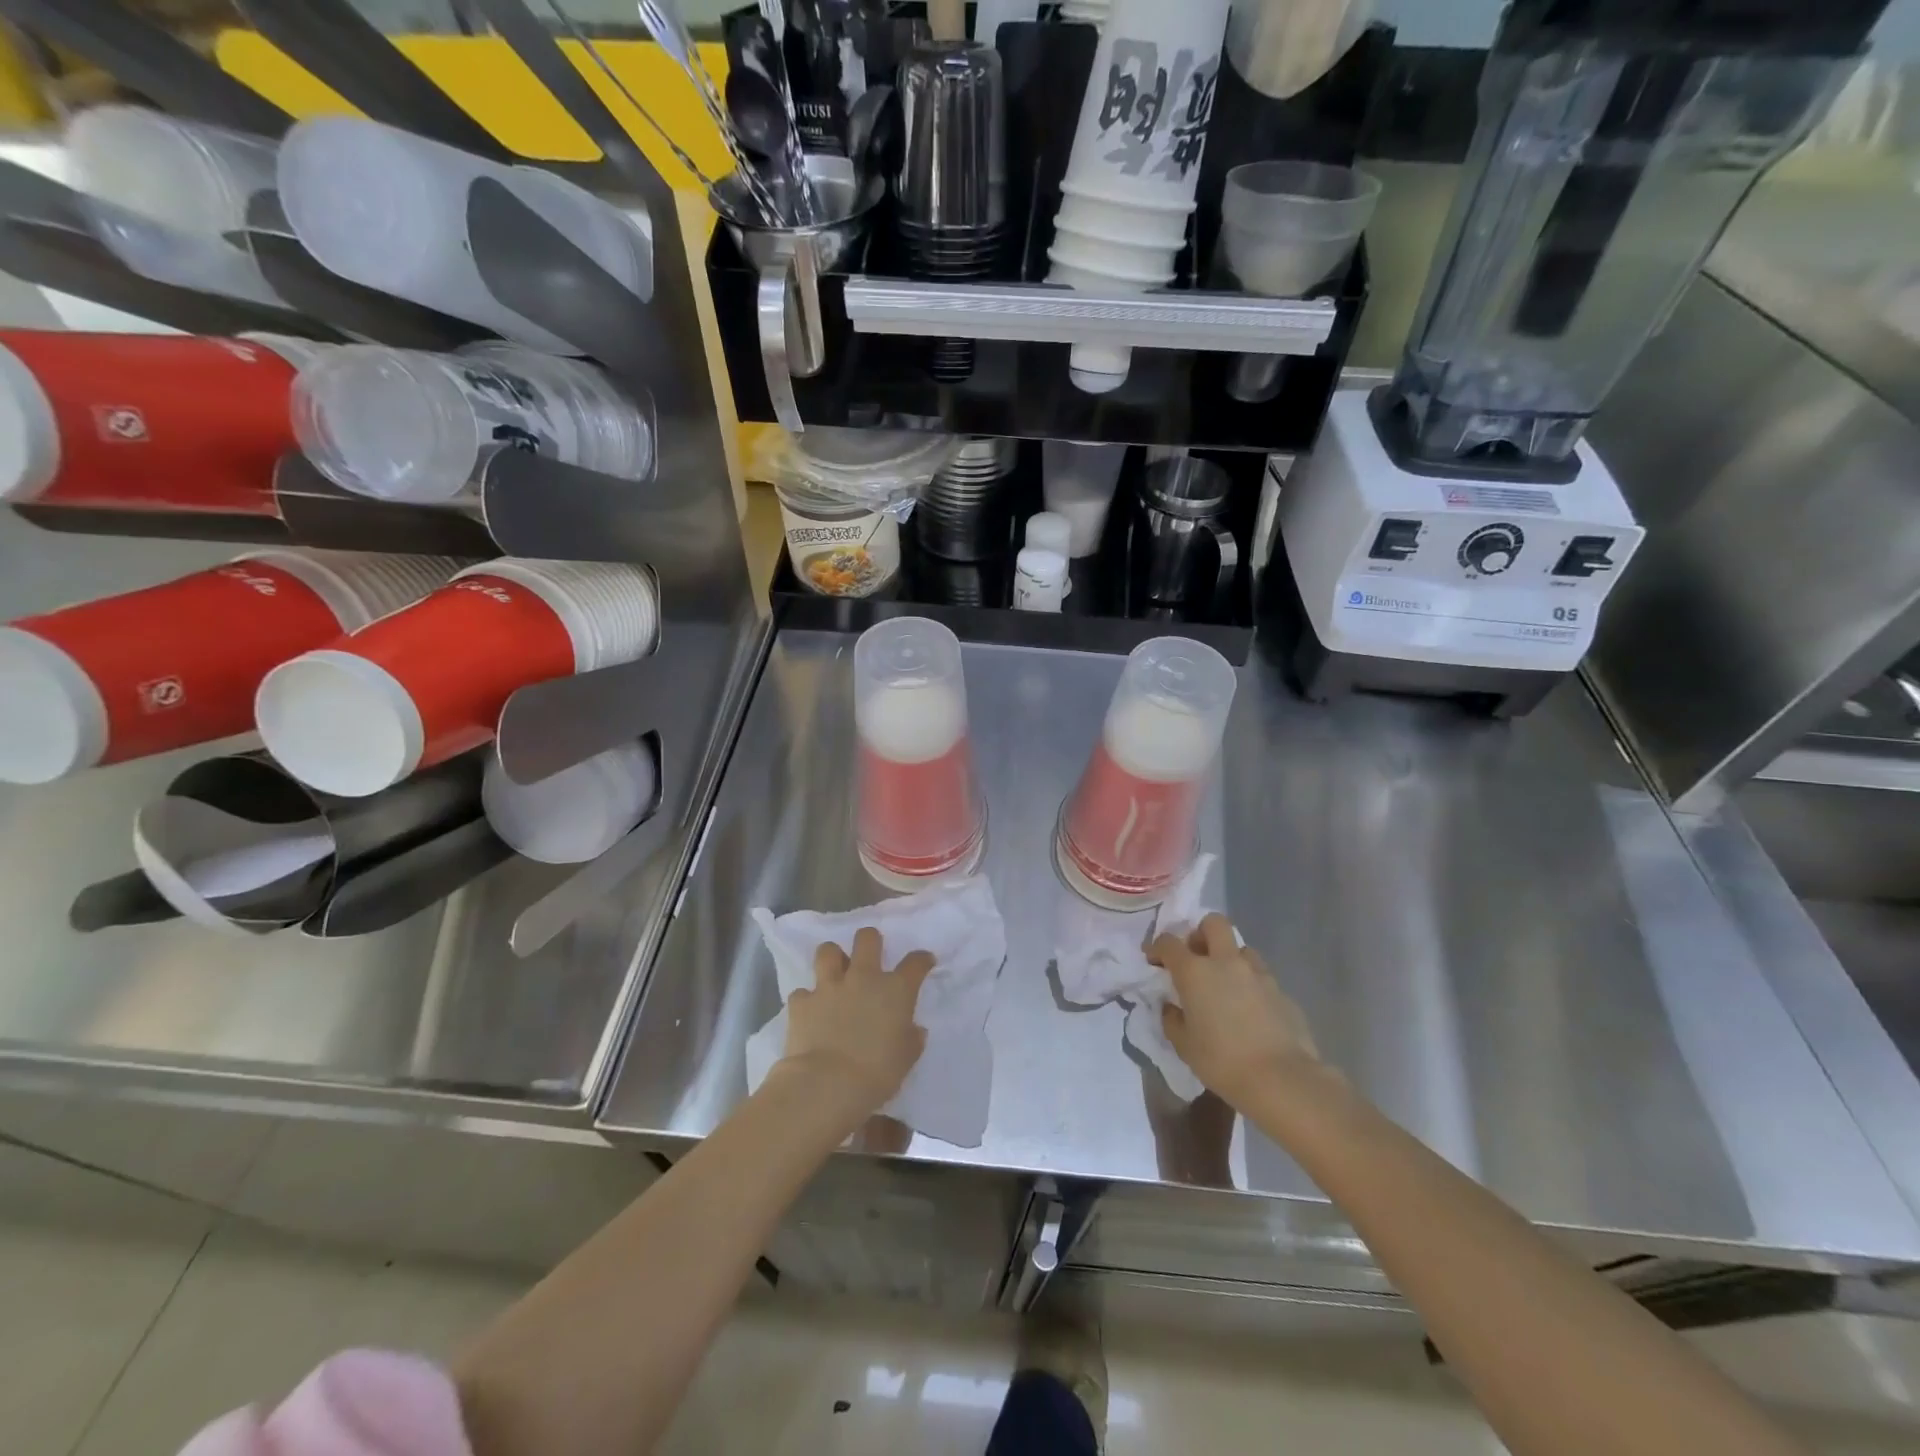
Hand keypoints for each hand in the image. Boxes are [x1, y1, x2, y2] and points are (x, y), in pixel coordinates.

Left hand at [780, 927, 933, 1122]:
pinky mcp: (802, 1002)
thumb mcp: (906, 1059)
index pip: (915, 963)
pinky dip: (807, 1000)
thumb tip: (914, 1030)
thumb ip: (911, 1039)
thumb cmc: (877, 1073)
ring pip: (828, 951)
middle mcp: (863, 978)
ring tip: (834, 973)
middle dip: (870, 941)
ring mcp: (829, 987)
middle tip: (870, 955)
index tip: (923, 962)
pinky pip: (802, 992)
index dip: (921, 959)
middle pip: (867, 939)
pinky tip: (810, 1012)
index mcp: (895, 990)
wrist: (827, 1085)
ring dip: (832, 959)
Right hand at [1151, 914, 1324, 1111]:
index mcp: (1195, 972)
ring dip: (1229, 959)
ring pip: (1241, 949)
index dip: (1158, 947)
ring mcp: (1258, 974)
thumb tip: (1171, 1007)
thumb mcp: (1184, 1045)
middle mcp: (1226, 962)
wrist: (1281, 1079)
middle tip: (1196, 957)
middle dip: (1201, 933)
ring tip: (1225, 985)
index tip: (1154, 960)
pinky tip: (1250, 1010)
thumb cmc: (1222, 1061)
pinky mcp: (1281, 991)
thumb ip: (1172, 1019)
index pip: (1169, 942)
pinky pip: (1261, 976)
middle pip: (1214, 923)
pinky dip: (1250, 984)